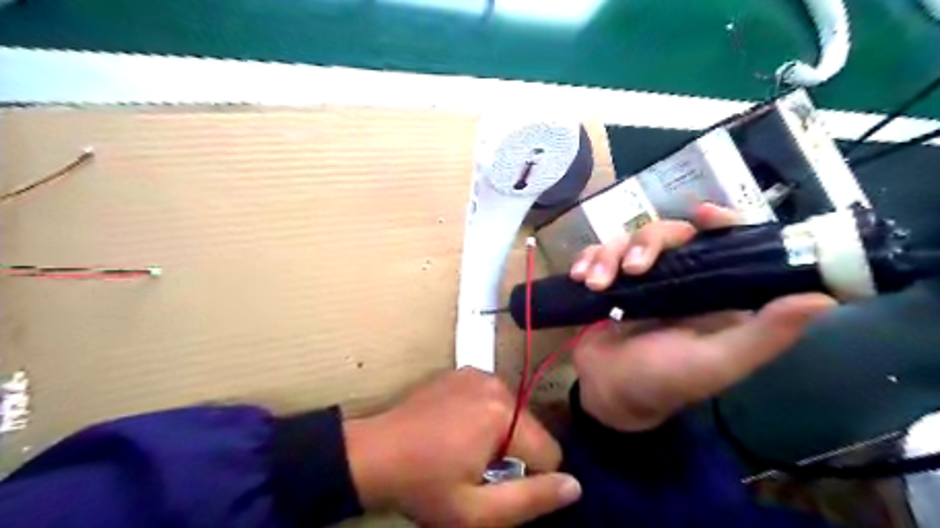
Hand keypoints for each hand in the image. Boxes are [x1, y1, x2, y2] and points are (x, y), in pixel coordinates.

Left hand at [345, 369, 581, 524]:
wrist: (373, 453)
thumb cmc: (424, 485)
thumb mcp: (476, 511)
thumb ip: (531, 500)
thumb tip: (575, 485)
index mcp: (504, 415)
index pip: (550, 453)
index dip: (533, 479)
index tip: (501, 486)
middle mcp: (497, 385)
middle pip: (531, 429)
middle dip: (515, 453)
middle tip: (478, 470)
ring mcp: (478, 373)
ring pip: (513, 412)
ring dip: (501, 433)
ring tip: (465, 449)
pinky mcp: (463, 371)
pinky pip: (492, 397)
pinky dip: (485, 414)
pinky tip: (456, 427)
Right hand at [564, 204, 836, 430]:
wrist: (608, 393)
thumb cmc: (664, 382)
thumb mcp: (717, 363)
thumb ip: (765, 334)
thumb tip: (824, 298)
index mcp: (713, 292)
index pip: (725, 242)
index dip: (720, 221)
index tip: (701, 214)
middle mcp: (679, 279)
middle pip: (668, 233)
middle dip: (645, 243)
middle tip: (631, 270)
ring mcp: (639, 279)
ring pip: (627, 240)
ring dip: (607, 255)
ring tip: (594, 284)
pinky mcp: (608, 281)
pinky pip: (598, 254)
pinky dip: (587, 258)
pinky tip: (579, 275)